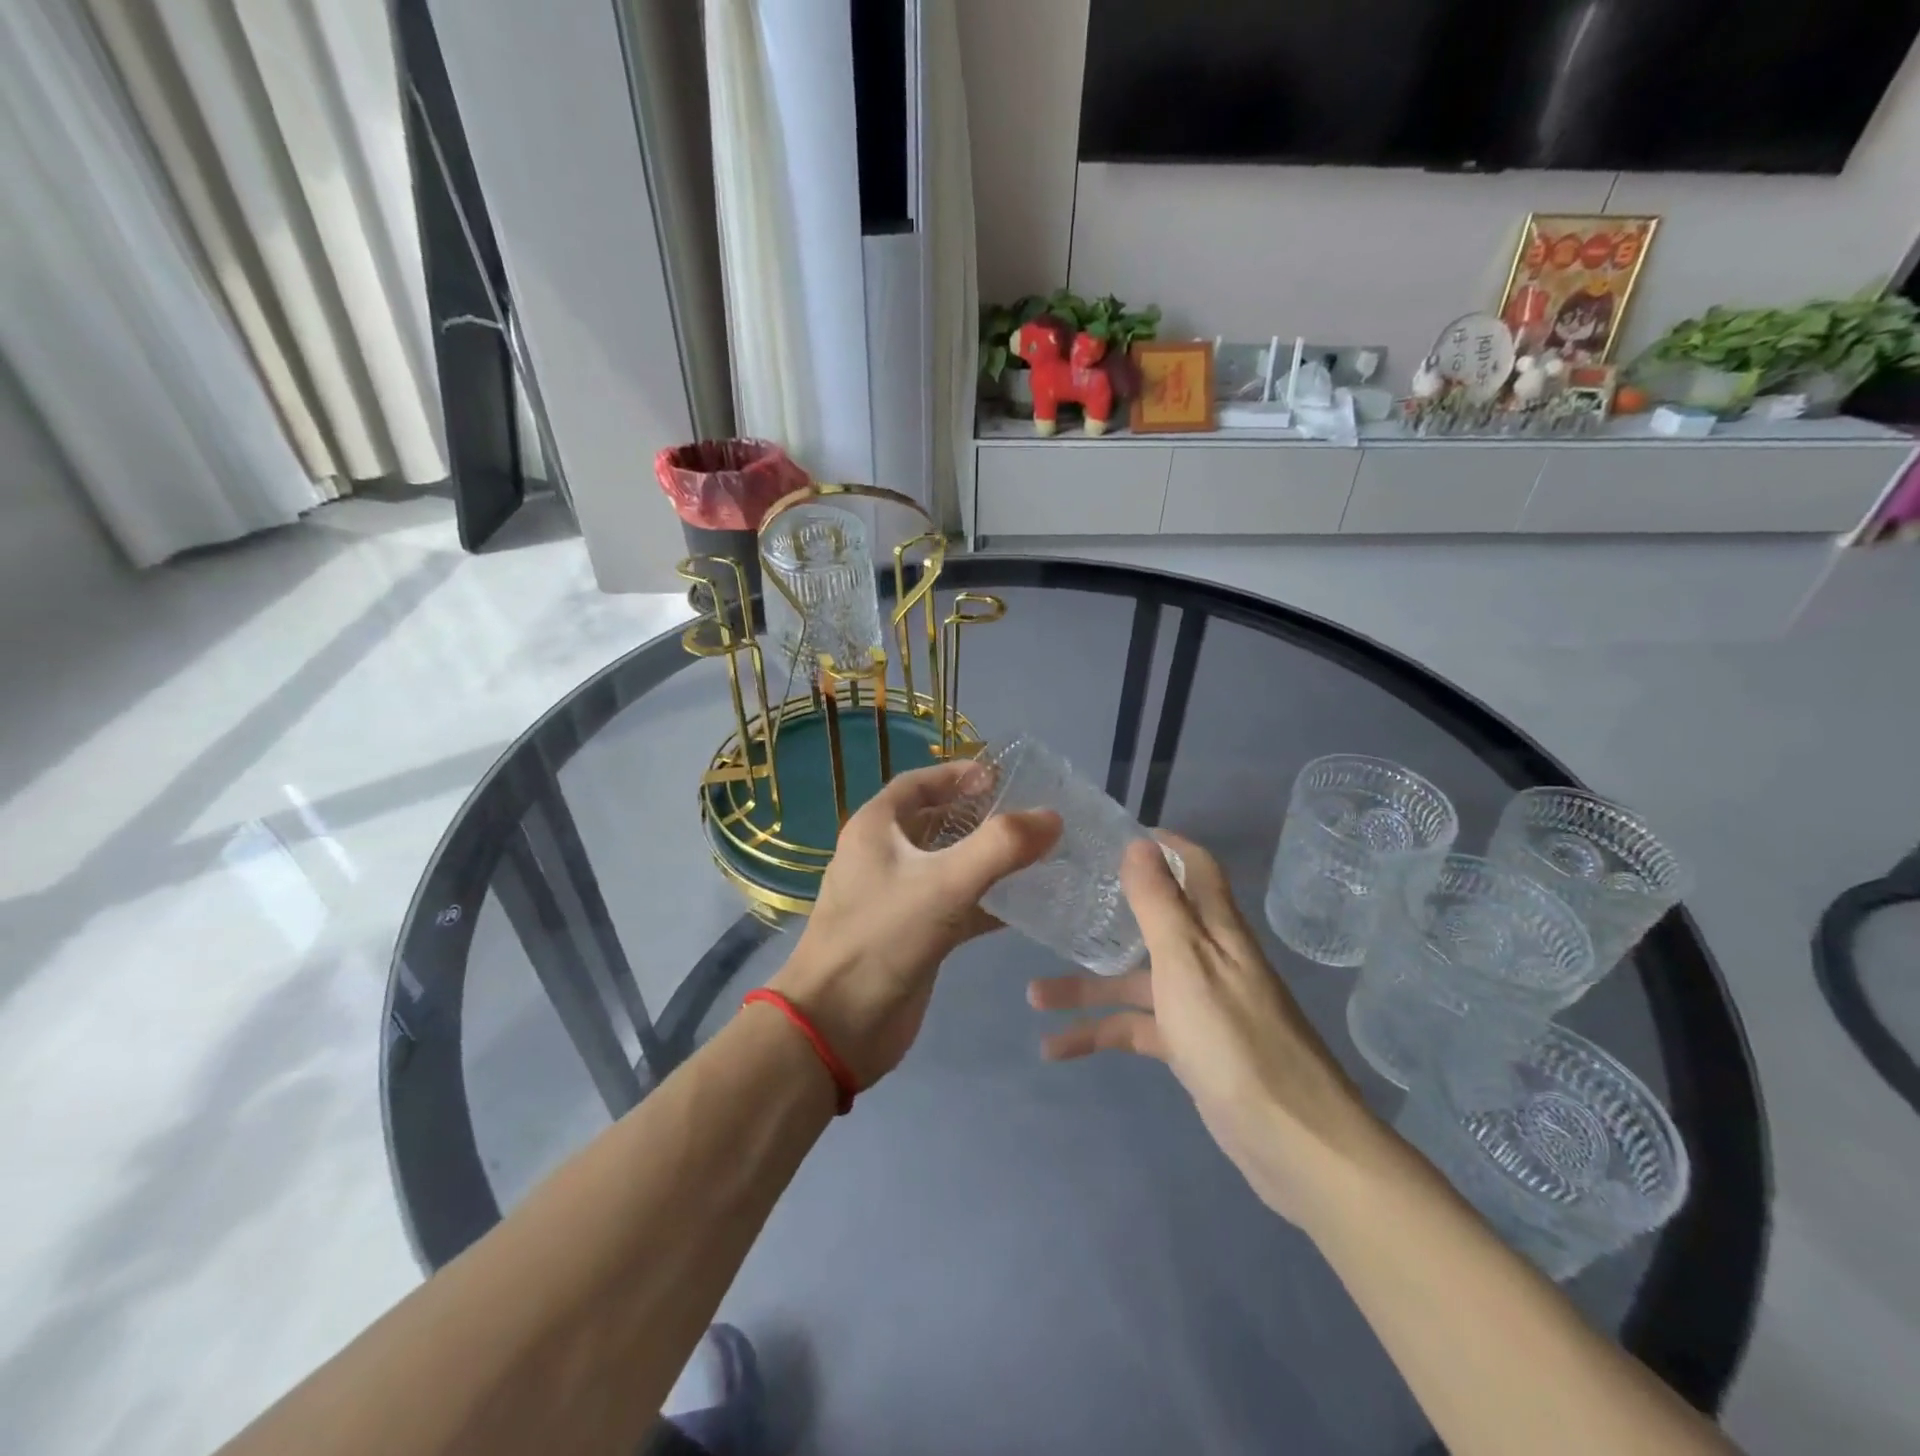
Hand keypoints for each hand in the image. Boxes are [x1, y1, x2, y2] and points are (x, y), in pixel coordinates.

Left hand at [773, 761, 1059, 1089]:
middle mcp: (884, 856)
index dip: (959, 774)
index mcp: (877, 829)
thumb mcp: (943, 884)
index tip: (1004, 778)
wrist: (837, 1026)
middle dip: (981, 817)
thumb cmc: (881, 938)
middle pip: (937, 822)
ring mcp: (899, 897)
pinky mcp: (914, 934)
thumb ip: (1000, 847)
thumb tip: (1051, 817)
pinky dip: (988, 902)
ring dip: (989, 859)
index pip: (919, 783)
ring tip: (1038, 854)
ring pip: (950, 865)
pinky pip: (957, 905)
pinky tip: (1028, 905)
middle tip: (1030, 817)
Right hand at [1027, 833, 1380, 1227]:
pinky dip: (1099, 1035)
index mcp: (1216, 929)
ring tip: (1033, 996)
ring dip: (1086, 987)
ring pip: (1135, 982)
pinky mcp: (1191, 1049)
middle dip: (1105, 918)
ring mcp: (1200, 1006)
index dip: (1163, 845)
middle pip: (1153, 924)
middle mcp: (1209, 959)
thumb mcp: (1186, 961)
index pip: (1195, 867)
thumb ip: (1159, 902)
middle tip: (1057, 909)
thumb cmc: (1233, 1037)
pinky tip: (1056, 1049)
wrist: (1293, 1142)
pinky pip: (1136, 1030)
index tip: (1115, 836)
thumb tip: (1139, 842)